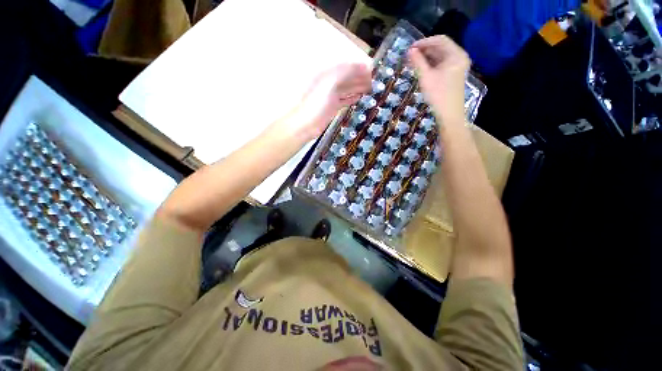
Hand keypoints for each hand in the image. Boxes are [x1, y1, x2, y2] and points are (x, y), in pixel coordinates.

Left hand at [279, 63, 371, 140]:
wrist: (306, 125)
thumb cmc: (316, 104)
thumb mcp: (329, 84)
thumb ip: (343, 73)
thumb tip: (358, 66)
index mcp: (327, 75)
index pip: (345, 67)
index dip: (358, 67)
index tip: (372, 68)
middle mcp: (329, 84)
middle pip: (347, 78)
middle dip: (360, 77)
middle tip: (374, 79)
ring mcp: (331, 96)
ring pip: (347, 89)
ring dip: (358, 87)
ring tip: (370, 87)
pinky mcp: (332, 107)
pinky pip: (344, 100)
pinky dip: (352, 98)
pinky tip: (359, 97)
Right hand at [408, 36, 469, 123]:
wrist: (449, 115)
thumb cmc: (438, 95)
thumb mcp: (426, 77)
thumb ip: (418, 62)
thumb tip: (410, 50)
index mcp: (456, 55)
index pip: (440, 40)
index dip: (424, 42)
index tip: (410, 48)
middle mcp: (459, 57)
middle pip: (441, 48)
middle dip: (425, 50)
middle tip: (409, 56)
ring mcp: (457, 67)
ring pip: (440, 57)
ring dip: (426, 58)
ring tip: (412, 63)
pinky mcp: (453, 75)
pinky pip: (441, 65)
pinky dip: (431, 65)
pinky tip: (421, 69)